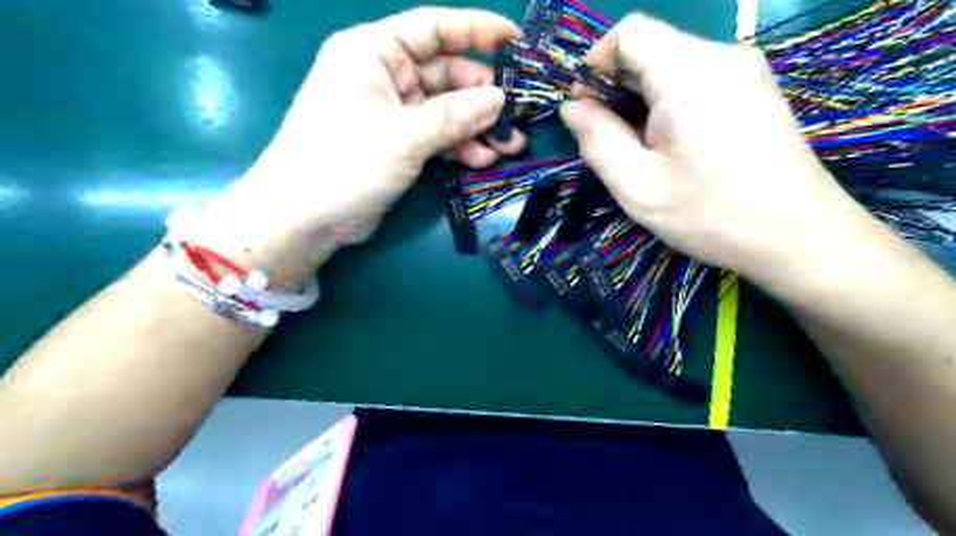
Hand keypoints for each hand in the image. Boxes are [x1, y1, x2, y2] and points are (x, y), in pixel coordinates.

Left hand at [190, 9, 525, 284]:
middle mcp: (382, 76)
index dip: (477, 31)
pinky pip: (435, 136)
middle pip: (445, 74)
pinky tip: (482, 160)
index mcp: (373, 52)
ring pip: (444, 109)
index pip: (433, 27)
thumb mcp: (404, 136)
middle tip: (518, 116)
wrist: (302, 219)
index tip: (517, 42)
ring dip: (476, 127)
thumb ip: (454, 116)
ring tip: (509, 145)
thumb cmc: (344, 164)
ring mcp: (390, 112)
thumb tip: (499, 99)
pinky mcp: (396, 144)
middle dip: (482, 96)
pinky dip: (458, 146)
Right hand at [561, 13, 880, 284]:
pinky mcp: (753, 89)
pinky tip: (671, 147)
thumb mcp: (638, 187)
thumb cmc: (712, 215)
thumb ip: (597, 140)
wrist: (799, 237)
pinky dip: (667, 105)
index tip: (586, 110)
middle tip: (610, 142)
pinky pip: (694, 80)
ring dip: (640, 101)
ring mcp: (744, 71)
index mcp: (689, 73)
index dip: (596, 64)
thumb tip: (572, 106)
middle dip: (616, 88)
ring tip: (640, 152)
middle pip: (649, 48)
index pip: (629, 32)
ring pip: (670, 65)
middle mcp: (721, 57)